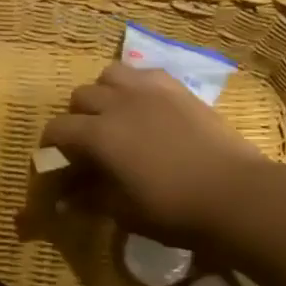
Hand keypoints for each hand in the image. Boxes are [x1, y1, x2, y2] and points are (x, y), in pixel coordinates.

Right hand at [41, 63, 267, 245]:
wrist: (234, 194)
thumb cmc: (172, 209)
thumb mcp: (123, 211)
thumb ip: (90, 198)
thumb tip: (65, 200)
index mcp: (99, 135)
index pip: (57, 129)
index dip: (51, 145)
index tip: (56, 160)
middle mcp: (118, 103)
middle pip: (81, 96)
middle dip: (76, 117)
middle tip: (87, 142)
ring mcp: (150, 90)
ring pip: (110, 74)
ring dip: (104, 93)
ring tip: (114, 115)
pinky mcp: (178, 89)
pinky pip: (145, 74)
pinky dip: (135, 86)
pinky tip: (146, 108)